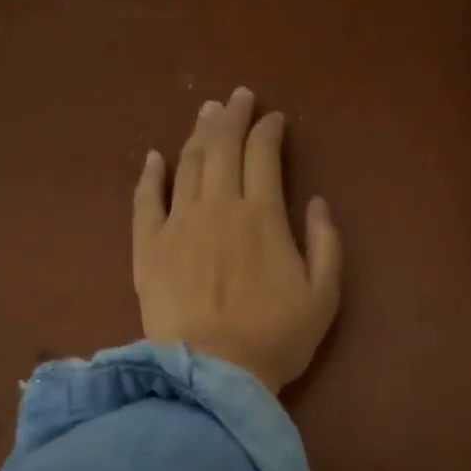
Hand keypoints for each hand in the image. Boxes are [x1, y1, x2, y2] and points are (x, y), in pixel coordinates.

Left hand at [134, 87, 342, 392]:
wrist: (212, 374)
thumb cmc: (275, 338)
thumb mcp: (324, 296)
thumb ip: (326, 244)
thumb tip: (318, 202)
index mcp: (262, 215)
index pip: (264, 155)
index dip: (269, 131)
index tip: (275, 119)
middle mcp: (218, 207)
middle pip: (222, 147)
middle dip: (233, 116)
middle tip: (239, 97)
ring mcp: (178, 224)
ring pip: (187, 164)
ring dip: (199, 134)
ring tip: (207, 113)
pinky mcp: (148, 247)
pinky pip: (145, 200)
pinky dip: (151, 174)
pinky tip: (155, 157)